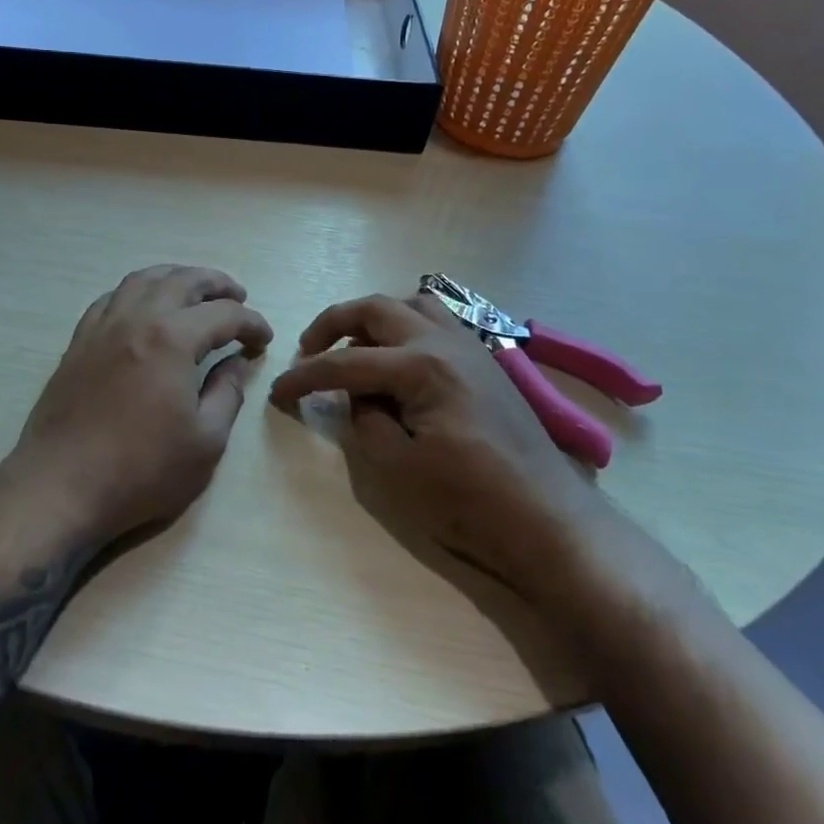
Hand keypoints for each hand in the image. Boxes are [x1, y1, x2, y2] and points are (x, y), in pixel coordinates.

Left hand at [5, 265, 272, 547]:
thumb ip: (227, 393)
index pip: (224, 314)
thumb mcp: (205, 441)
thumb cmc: (141, 470)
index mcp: (173, 339)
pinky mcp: (78, 342)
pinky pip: (111, 298)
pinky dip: (137, 291)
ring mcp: (103, 327)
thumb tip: (235, 362)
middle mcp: (137, 319)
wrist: (61, 486)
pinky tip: (144, 306)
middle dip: (217, 283)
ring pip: (143, 279)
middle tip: (238, 295)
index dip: (251, 323)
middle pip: (183, 280)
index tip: (264, 339)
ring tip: (194, 289)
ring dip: (175, 276)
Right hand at [268, 291, 606, 594]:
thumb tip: (358, 396)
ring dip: (376, 317)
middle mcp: (445, 341)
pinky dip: (408, 326)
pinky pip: (438, 322)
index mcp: (421, 366)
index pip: (346, 363)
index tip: (277, 392)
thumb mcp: (396, 469)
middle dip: (334, 323)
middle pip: (378, 308)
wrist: (546, 519)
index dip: (305, 377)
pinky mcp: (485, 362)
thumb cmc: (469, 500)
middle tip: (309, 351)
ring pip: (413, 304)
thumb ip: (365, 420)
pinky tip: (400, 358)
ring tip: (356, 347)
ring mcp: (470, 347)